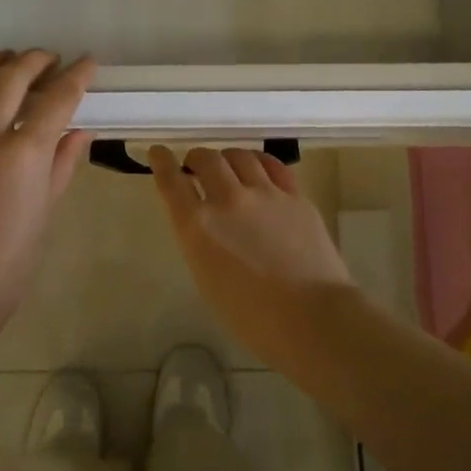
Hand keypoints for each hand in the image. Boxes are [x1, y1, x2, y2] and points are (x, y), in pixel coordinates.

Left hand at [0, 51, 95, 324]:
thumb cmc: (10, 260)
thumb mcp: (47, 210)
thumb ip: (63, 163)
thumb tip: (80, 131)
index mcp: (25, 154)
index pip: (58, 99)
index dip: (78, 75)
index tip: (88, 62)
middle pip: (12, 76)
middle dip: (37, 59)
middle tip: (50, 60)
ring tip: (8, 60)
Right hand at [148, 145, 355, 365]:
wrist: (312, 319)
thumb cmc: (252, 317)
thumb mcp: (208, 279)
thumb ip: (201, 242)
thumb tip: (206, 223)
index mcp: (198, 226)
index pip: (171, 181)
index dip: (161, 161)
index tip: (158, 152)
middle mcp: (227, 200)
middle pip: (206, 159)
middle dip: (196, 158)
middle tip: (196, 166)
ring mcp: (265, 193)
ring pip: (239, 156)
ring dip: (227, 158)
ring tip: (228, 166)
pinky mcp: (295, 196)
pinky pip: (272, 165)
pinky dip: (258, 161)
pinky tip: (257, 166)